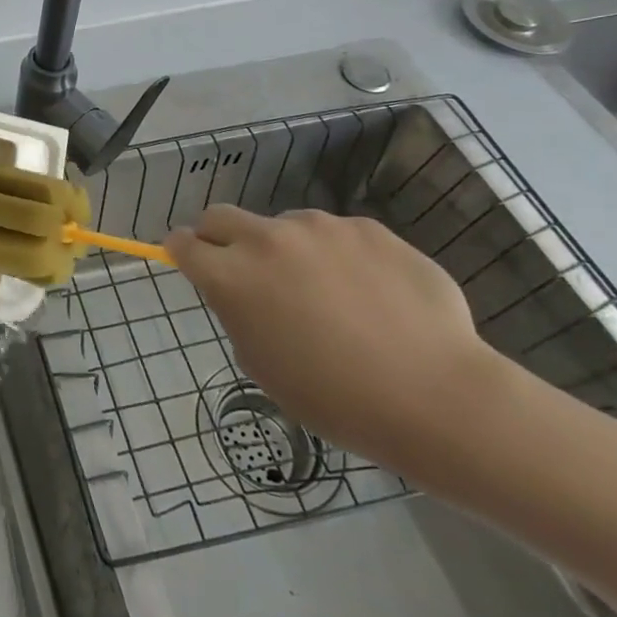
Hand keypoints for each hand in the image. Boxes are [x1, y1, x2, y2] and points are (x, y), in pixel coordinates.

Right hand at [164, 205, 507, 469]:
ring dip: (287, 249)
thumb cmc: (336, 399)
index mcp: (231, 277)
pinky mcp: (366, 227)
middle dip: (219, 237)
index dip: (181, 252)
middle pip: (220, 216)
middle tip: (245, 271)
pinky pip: (337, 235)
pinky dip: (339, 256)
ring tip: (329, 294)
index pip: (183, 244)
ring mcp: (319, 227)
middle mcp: (266, 239)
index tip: (189, 261)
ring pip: (284, 226)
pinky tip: (372, 295)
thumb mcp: (263, 366)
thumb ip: (240, 314)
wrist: (435, 396)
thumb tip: (243, 293)